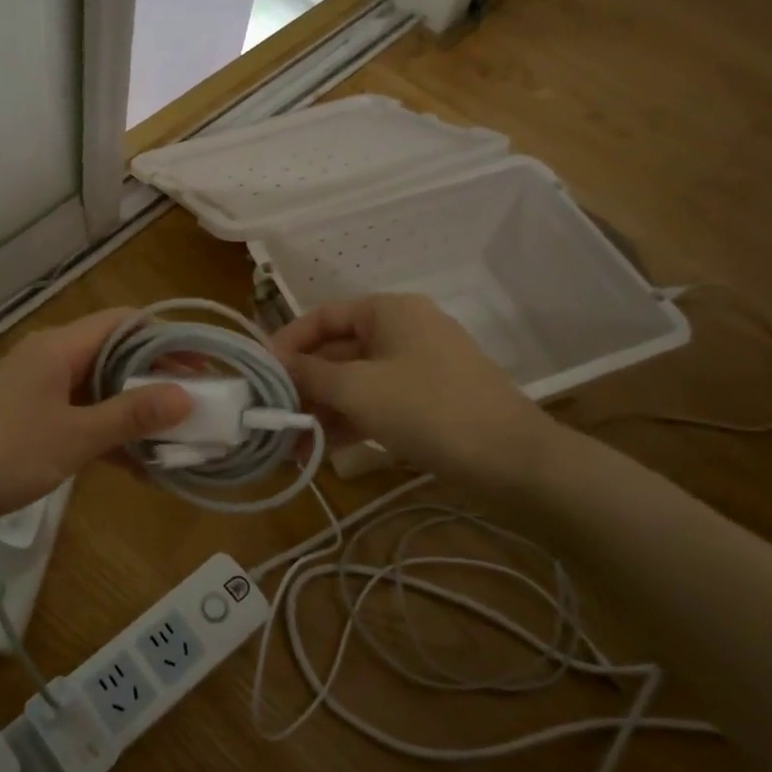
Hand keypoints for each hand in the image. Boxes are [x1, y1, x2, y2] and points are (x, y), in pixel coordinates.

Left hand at [0, 308, 190, 527]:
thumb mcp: (72, 436)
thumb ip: (129, 415)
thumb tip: (187, 395)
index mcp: (59, 349)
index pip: (124, 323)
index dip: (167, 338)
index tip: (206, 364)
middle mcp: (52, 364)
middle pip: (117, 358)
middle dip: (159, 380)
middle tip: (202, 405)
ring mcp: (40, 398)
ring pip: (102, 394)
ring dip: (137, 414)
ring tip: (182, 438)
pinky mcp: (32, 430)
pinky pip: (83, 425)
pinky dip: (111, 441)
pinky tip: (142, 469)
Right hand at [271, 294, 558, 490]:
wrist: (512, 459)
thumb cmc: (427, 409)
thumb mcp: (357, 389)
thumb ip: (310, 373)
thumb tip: (275, 365)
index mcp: (388, 311)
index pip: (322, 316)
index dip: (287, 342)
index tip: (260, 374)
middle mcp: (402, 330)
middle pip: (337, 350)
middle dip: (302, 384)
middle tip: (271, 416)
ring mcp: (417, 367)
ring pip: (355, 381)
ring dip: (321, 408)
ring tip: (290, 442)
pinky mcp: (427, 401)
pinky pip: (376, 401)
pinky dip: (349, 420)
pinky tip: (321, 449)